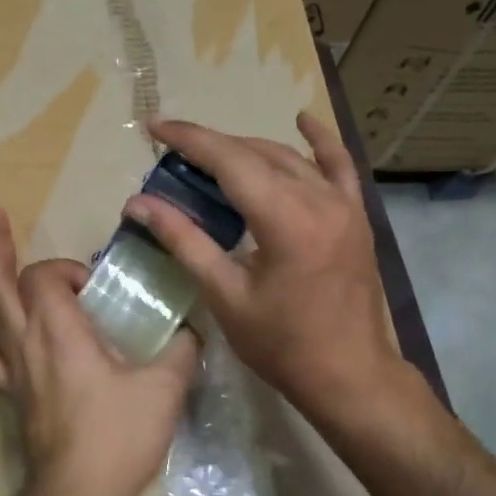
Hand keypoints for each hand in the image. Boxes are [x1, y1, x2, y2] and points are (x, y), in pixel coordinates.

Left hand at [0, 207, 199, 495]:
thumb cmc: (118, 438)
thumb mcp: (164, 389)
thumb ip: (181, 350)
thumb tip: (191, 331)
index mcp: (59, 331)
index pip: (45, 277)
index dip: (66, 269)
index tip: (94, 285)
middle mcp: (26, 341)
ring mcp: (12, 369)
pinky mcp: (11, 393)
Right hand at [125, 113, 404, 426]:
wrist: (349, 375)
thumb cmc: (282, 344)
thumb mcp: (225, 295)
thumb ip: (185, 241)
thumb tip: (139, 204)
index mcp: (286, 219)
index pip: (230, 161)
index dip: (190, 140)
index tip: (156, 127)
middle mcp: (319, 199)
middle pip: (257, 154)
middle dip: (213, 147)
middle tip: (173, 154)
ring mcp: (344, 204)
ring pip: (289, 158)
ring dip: (248, 151)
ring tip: (211, 156)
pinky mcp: (356, 216)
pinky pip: (338, 167)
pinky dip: (318, 143)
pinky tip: (303, 120)